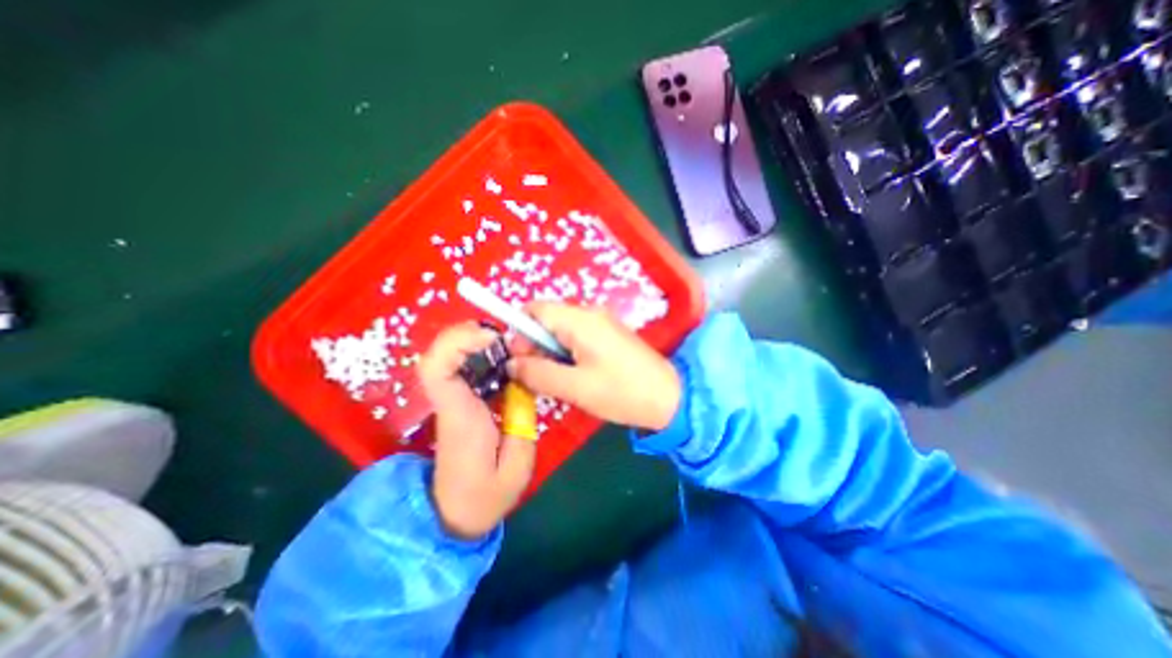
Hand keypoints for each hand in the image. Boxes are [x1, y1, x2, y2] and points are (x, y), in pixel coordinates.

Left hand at [418, 321, 537, 542]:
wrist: (454, 514)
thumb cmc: (485, 496)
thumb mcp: (517, 467)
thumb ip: (522, 422)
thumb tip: (524, 384)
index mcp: (461, 417)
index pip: (436, 371)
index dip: (457, 343)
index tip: (490, 338)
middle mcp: (450, 403)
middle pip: (437, 356)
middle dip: (465, 335)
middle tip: (501, 335)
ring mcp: (451, 402)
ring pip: (446, 359)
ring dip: (472, 341)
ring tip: (504, 342)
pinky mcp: (458, 403)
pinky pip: (460, 369)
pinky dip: (476, 355)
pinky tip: (500, 357)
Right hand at [509, 303, 682, 432]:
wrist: (668, 398)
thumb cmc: (621, 392)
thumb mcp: (575, 387)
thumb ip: (538, 373)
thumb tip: (511, 364)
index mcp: (580, 319)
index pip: (535, 310)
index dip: (519, 332)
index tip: (518, 361)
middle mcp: (589, 313)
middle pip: (547, 320)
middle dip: (535, 346)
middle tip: (537, 378)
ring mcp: (601, 322)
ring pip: (561, 331)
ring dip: (551, 353)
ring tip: (558, 381)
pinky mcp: (609, 335)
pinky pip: (577, 337)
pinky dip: (567, 354)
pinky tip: (575, 376)